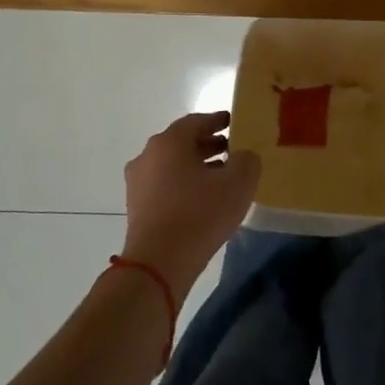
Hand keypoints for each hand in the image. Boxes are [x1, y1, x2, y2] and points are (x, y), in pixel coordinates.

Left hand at [122, 112, 260, 294]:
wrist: (159, 263)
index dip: (217, 120)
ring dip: (197, 166)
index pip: (196, 121)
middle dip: (208, 144)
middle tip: (233, 150)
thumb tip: (244, 155)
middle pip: (182, 142)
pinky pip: (165, 185)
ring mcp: (138, 183)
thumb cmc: (200, 214)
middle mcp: (148, 156)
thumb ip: (247, 160)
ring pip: (172, 165)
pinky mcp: (137, 207)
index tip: (234, 122)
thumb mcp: (238, 183)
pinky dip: (184, 184)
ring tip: (222, 177)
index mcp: (169, 142)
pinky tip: (204, 199)